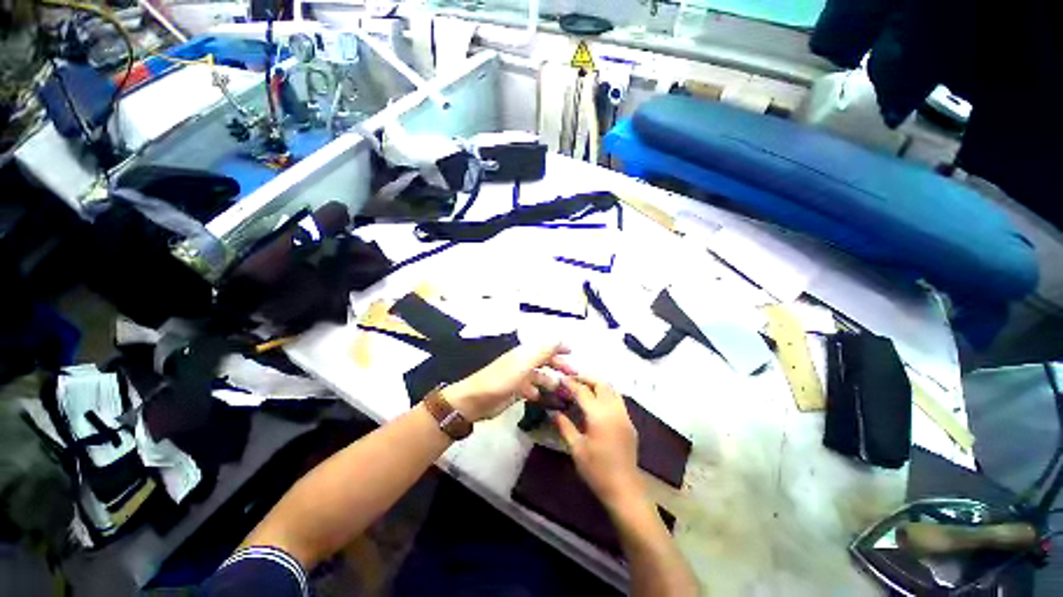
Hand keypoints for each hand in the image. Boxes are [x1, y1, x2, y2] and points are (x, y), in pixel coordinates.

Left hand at [443, 343, 575, 421]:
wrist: (476, 400)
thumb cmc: (502, 379)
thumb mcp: (524, 363)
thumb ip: (543, 351)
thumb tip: (560, 338)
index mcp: (525, 353)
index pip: (545, 346)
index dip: (558, 347)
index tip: (573, 352)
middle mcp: (523, 363)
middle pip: (544, 360)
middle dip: (559, 365)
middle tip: (573, 375)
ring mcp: (518, 377)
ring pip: (539, 376)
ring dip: (551, 381)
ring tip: (563, 390)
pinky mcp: (515, 391)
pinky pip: (532, 389)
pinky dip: (540, 392)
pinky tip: (545, 399)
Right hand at [552, 376, 642, 508]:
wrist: (624, 489)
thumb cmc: (596, 470)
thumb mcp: (576, 448)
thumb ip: (564, 426)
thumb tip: (553, 412)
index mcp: (599, 415)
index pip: (583, 391)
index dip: (571, 383)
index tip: (560, 378)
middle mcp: (614, 410)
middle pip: (601, 383)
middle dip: (586, 378)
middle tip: (572, 380)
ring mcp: (624, 415)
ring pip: (612, 389)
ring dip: (597, 384)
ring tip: (583, 387)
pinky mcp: (629, 422)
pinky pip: (617, 399)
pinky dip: (606, 394)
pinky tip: (596, 402)